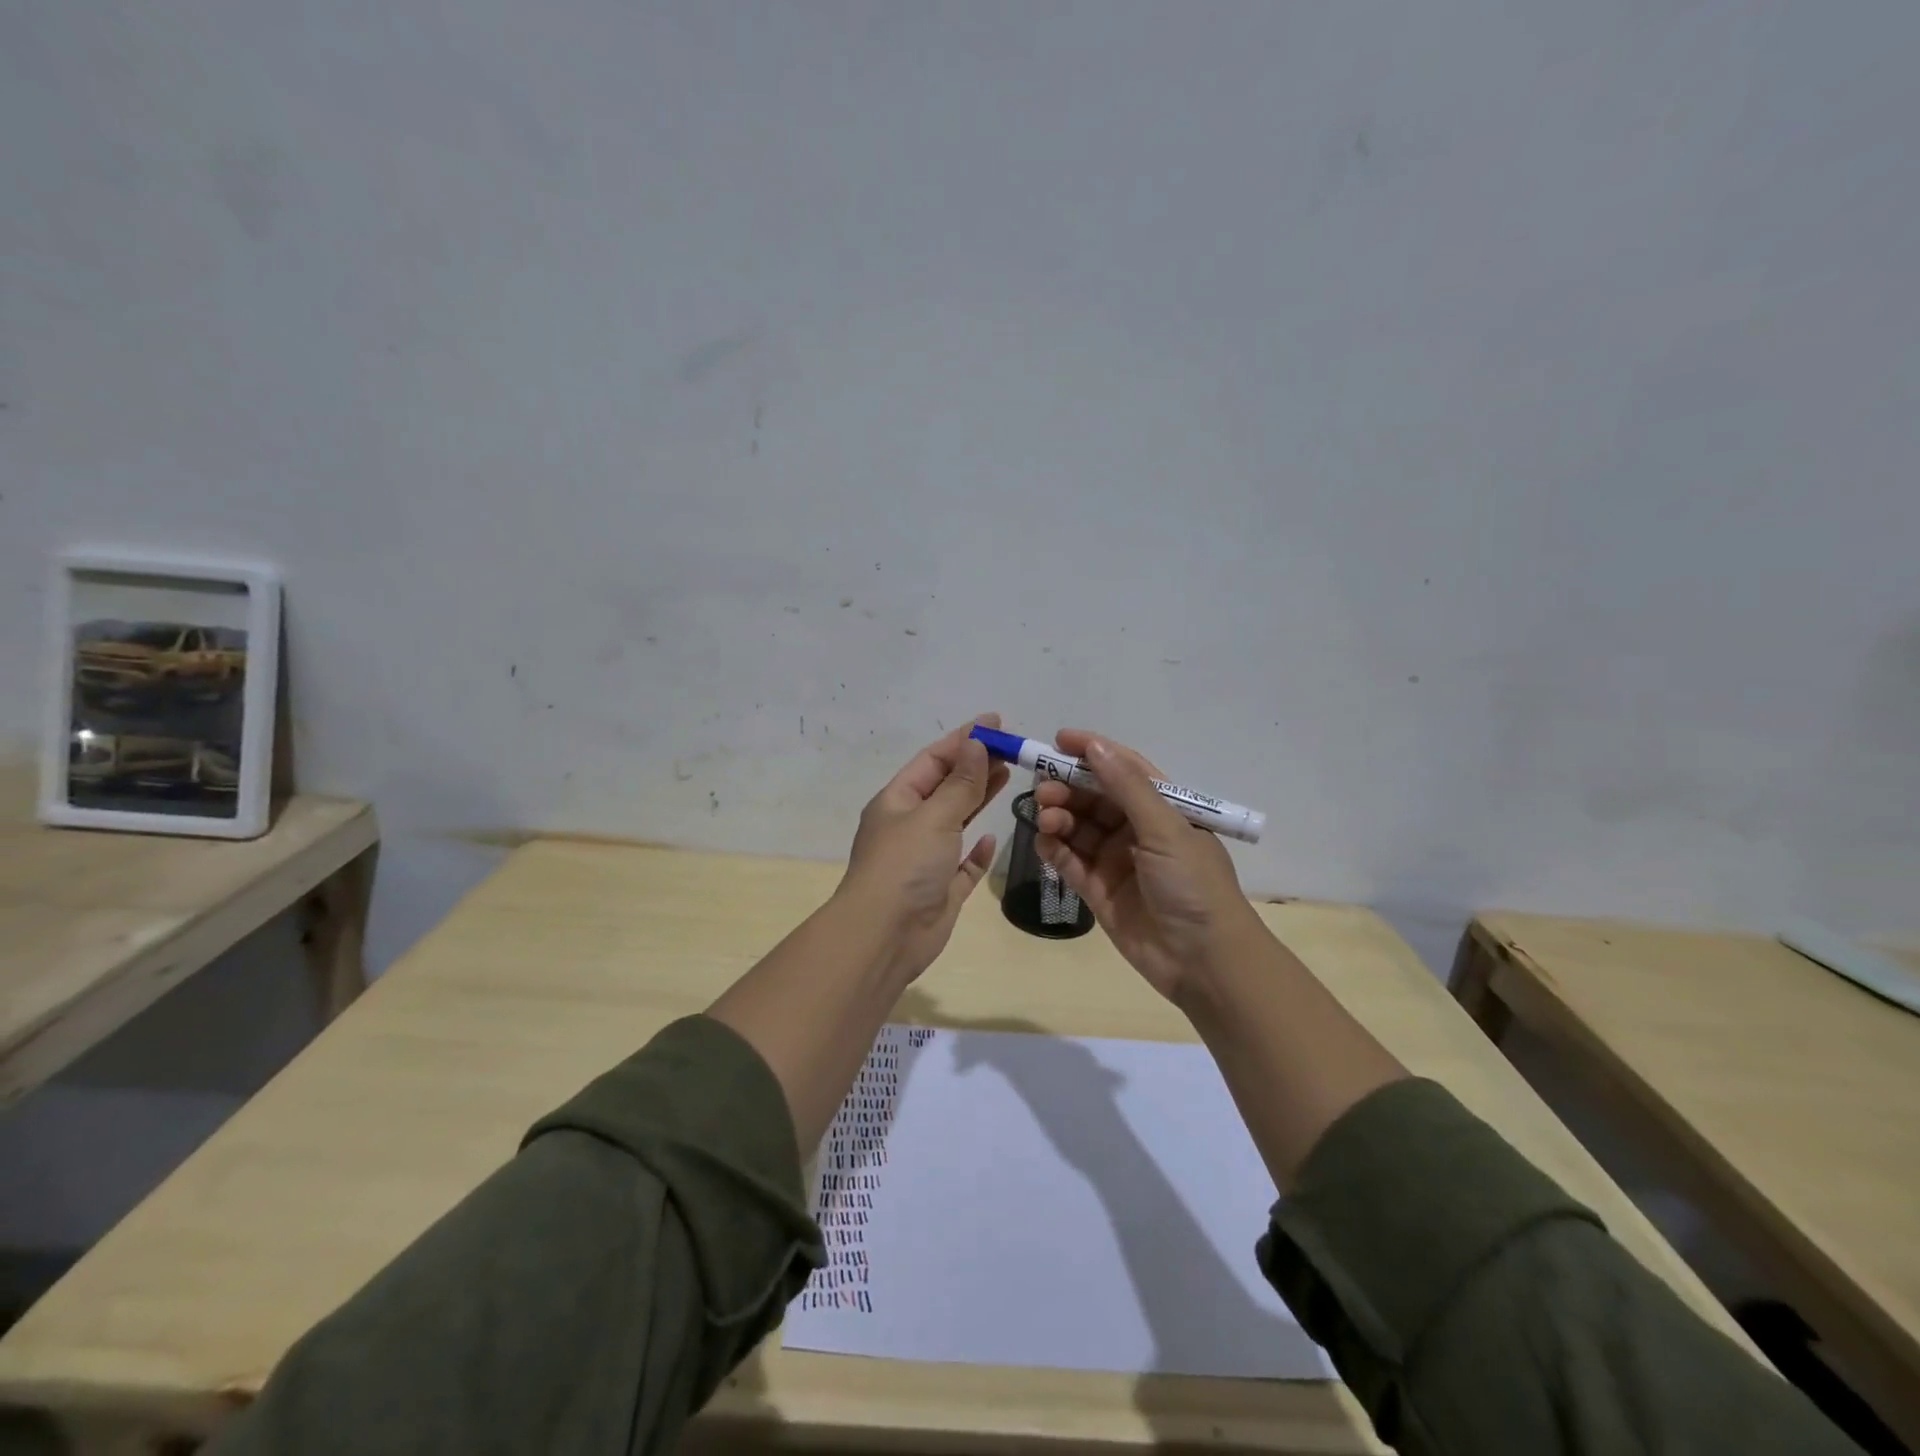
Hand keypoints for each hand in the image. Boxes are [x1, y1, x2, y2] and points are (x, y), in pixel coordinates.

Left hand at [837, 713, 1011, 981]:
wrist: (884, 937)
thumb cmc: (905, 866)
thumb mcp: (934, 816)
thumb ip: (960, 783)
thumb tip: (976, 744)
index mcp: (898, 801)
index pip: (933, 759)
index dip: (964, 739)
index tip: (996, 722)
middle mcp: (909, 826)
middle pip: (946, 787)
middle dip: (976, 766)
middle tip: (1012, 749)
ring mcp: (925, 859)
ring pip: (956, 821)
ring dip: (979, 799)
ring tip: (1008, 776)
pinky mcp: (941, 889)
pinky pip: (963, 863)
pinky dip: (977, 850)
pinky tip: (993, 837)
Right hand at [1033, 729, 1264, 1002]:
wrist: (1203, 961)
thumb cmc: (1192, 885)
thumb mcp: (1165, 829)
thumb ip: (1127, 787)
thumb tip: (1095, 746)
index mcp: (1163, 808)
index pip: (1123, 769)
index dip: (1092, 752)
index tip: (1058, 740)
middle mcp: (1137, 830)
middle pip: (1094, 797)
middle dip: (1067, 788)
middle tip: (1042, 790)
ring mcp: (1116, 860)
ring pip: (1078, 827)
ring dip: (1059, 817)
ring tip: (1045, 818)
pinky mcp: (1098, 890)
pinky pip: (1070, 861)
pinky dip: (1054, 849)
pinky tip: (1043, 842)